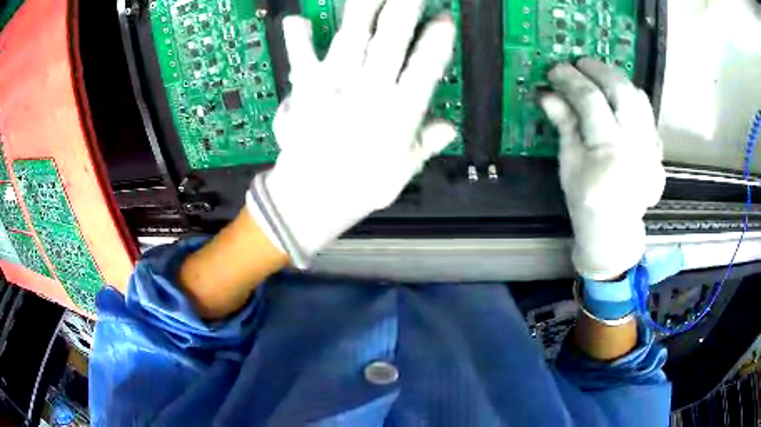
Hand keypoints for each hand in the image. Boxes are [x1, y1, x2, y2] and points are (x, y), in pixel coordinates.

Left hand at [252, 0, 456, 259]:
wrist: (309, 201)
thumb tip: (448, 128)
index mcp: (399, 114)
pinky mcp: (306, 91)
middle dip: (403, 11)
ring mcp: (335, 87)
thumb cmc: (358, 189)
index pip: (425, 67)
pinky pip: (302, 59)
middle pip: (391, 42)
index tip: (445, 18)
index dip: (437, 40)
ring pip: (353, 39)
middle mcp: (369, 92)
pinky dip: (297, 39)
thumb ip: (425, 145)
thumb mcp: (402, 173)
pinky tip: (295, 19)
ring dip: (363, 10)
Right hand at [540, 59, 665, 279]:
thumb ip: (564, 124)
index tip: (556, 70)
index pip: (590, 100)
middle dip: (598, 69)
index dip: (570, 80)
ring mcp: (651, 147)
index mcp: (609, 151)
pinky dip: (633, 98)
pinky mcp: (657, 150)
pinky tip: (619, 98)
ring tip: (600, 75)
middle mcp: (635, 144)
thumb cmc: (586, 201)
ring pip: (638, 97)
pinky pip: (647, 113)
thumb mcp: (569, 164)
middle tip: (581, 63)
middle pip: (621, 90)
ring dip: (617, 79)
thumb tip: (547, 93)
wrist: (615, 230)